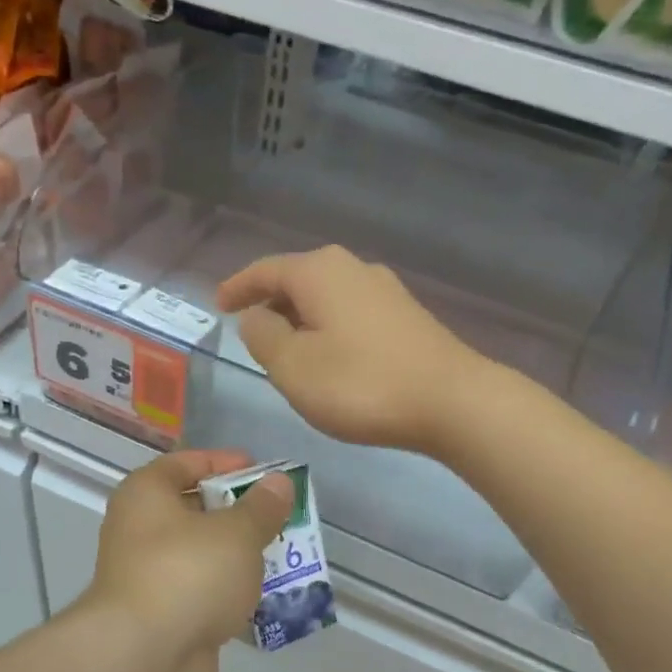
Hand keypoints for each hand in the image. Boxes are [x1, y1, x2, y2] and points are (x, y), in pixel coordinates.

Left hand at [84, 450, 293, 669]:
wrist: (143, 662)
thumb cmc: (188, 575)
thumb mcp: (236, 533)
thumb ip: (261, 507)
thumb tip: (278, 483)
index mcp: (146, 496)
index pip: (185, 464)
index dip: (225, 463)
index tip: (264, 472)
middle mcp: (140, 531)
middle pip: (194, 510)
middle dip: (239, 513)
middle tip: (281, 516)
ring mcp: (150, 578)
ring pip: (202, 556)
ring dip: (239, 556)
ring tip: (284, 554)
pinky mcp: (164, 618)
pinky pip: (203, 594)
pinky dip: (230, 593)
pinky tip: (266, 597)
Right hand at [219, 246, 487, 453]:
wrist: (453, 402)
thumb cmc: (361, 384)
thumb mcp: (293, 366)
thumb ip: (263, 336)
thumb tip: (257, 316)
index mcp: (319, 272)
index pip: (266, 270)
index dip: (238, 287)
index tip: (219, 304)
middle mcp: (353, 269)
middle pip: (298, 279)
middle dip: (270, 303)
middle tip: (250, 331)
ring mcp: (386, 291)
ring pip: (326, 297)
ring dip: (301, 318)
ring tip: (286, 349)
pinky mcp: (407, 317)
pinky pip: (350, 313)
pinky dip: (328, 328)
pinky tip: (330, 357)